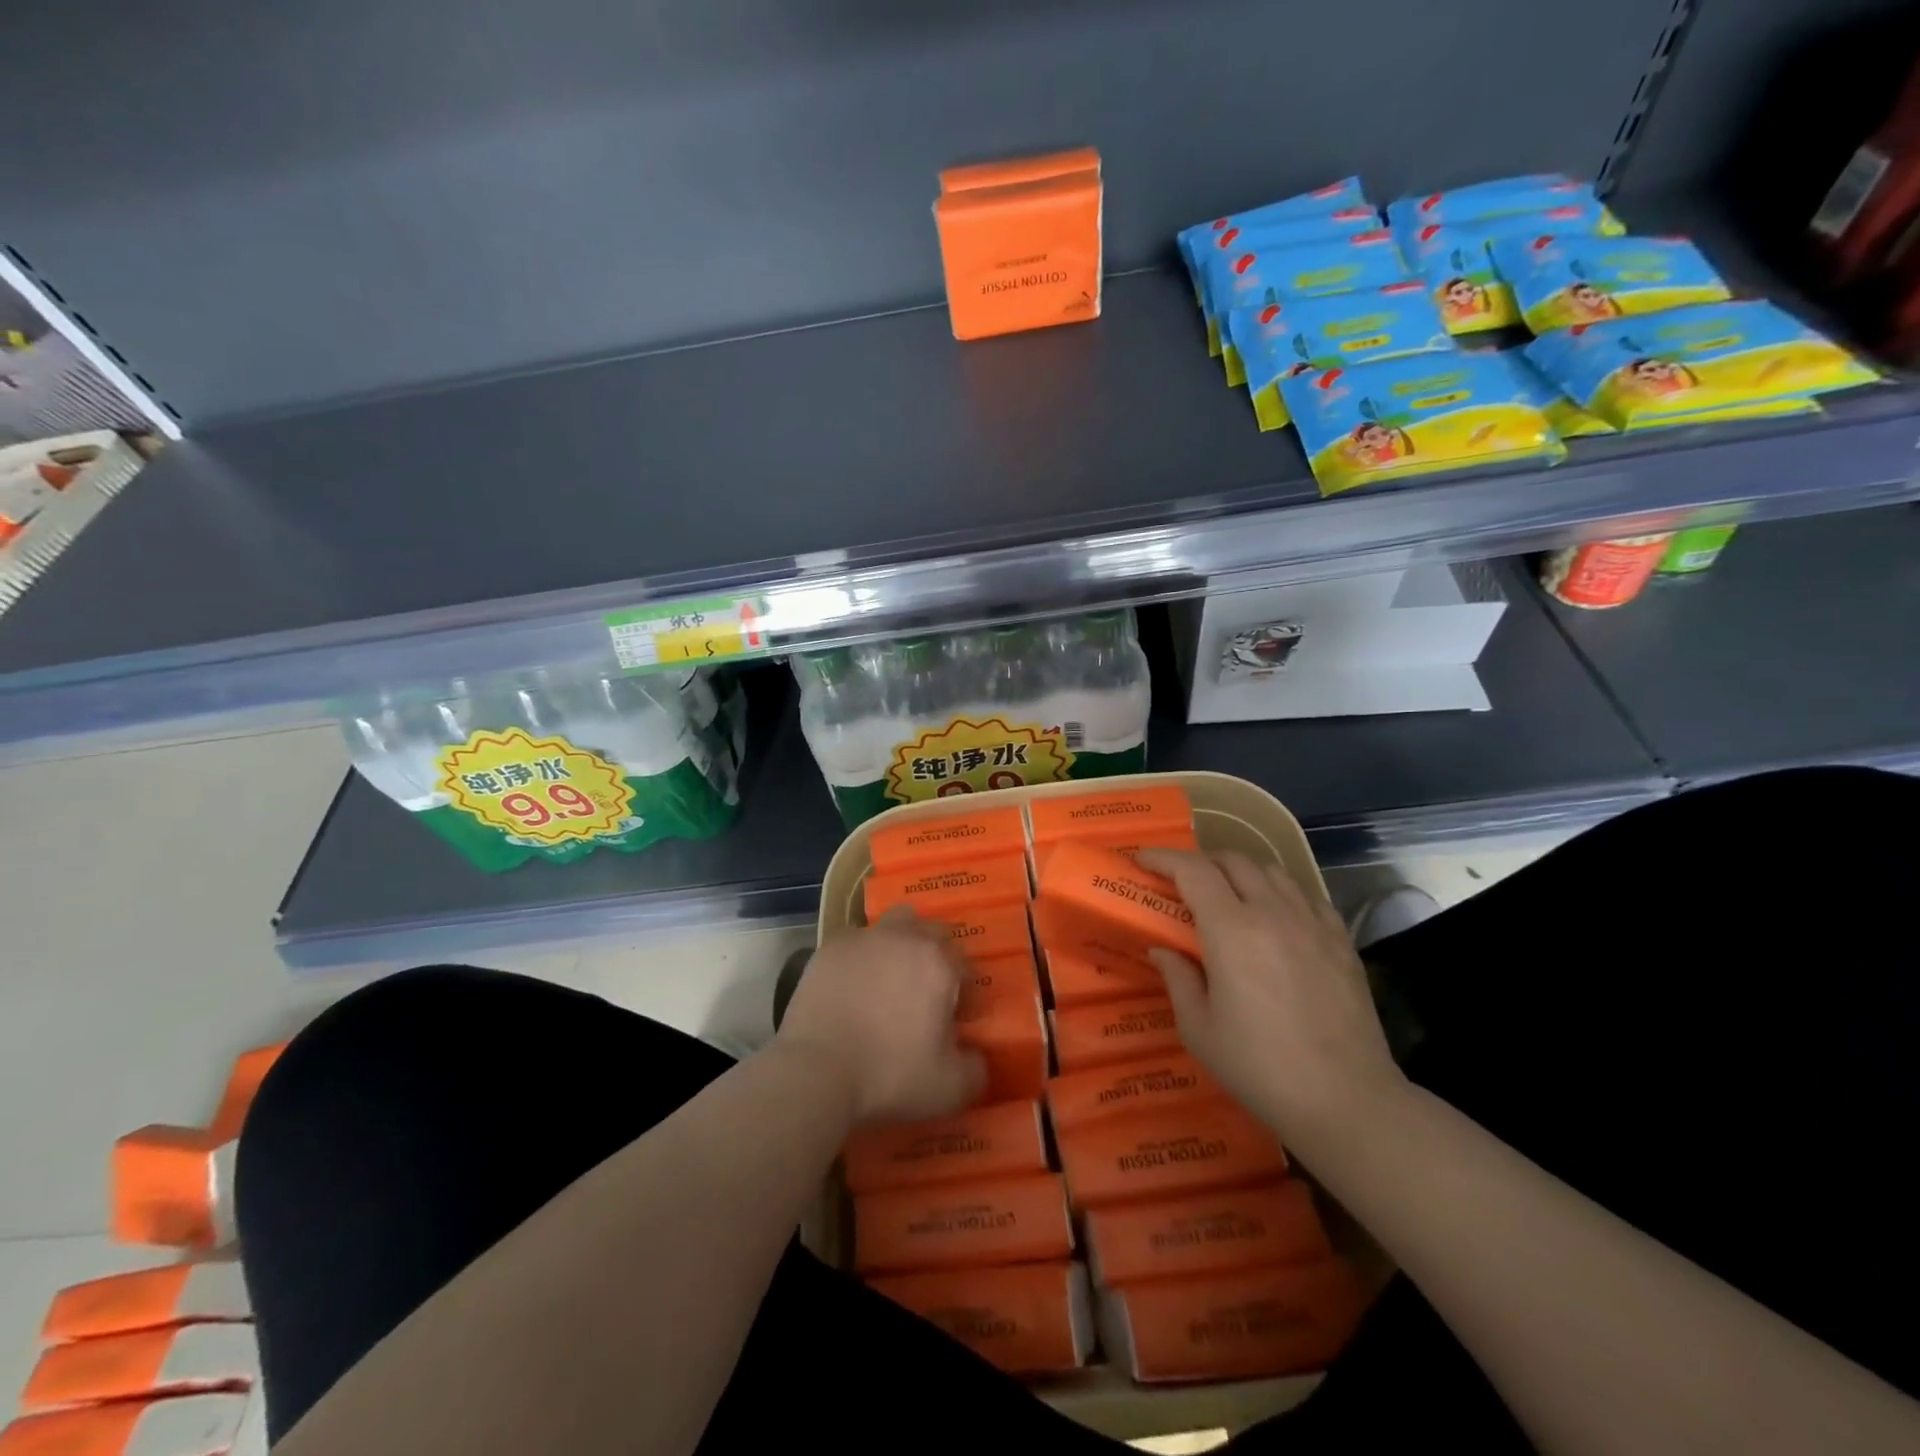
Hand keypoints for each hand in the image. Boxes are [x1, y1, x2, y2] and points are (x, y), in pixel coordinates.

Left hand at [775, 907, 986, 1127]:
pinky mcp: (829, 949)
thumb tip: (975, 1055)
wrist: (816, 1071)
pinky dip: (864, 959)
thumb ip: (976, 1067)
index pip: (965, 966)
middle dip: (938, 958)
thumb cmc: (889, 1076)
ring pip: (894, 925)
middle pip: (932, 933)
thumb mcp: (950, 1088)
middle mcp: (903, 938)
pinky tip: (856, 989)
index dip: (965, 995)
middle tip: (928, 995)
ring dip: (902, 945)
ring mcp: (863, 939)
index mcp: (938, 963)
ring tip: (892, 982)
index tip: (956, 1022)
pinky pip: (858, 944)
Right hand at [1136, 849, 1406, 1153]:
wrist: (1348, 1100)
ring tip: (1227, 895)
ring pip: (1272, 871)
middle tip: (1181, 881)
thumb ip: (1178, 979)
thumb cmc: (1261, 1067)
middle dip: (1201, 861)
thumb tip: (1163, 949)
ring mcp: (1312, 922)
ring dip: (1241, 873)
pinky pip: (1305, 896)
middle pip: (1233, 861)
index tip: (1141, 860)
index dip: (1163, 858)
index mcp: (1231, 929)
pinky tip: (1275, 918)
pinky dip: (1280, 893)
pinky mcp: (1341, 940)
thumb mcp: (1199, 1030)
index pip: (1192, 870)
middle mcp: (1273, 912)